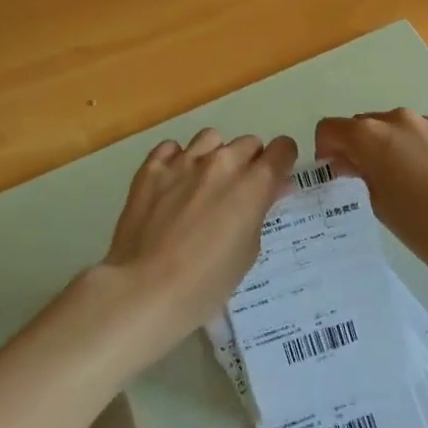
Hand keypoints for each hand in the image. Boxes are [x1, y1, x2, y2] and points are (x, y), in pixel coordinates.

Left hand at [100, 128, 296, 350]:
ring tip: (203, 184)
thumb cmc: (207, 282)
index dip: (282, 162)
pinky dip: (177, 160)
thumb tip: (270, 189)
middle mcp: (222, 162)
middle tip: (237, 193)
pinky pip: (171, 148)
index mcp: (253, 183)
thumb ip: (260, 211)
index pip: (282, 149)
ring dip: (215, 156)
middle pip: (248, 143)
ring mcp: (184, 160)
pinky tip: (172, 183)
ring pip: (211, 138)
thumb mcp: (248, 250)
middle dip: (249, 163)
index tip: (275, 180)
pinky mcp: (151, 167)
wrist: (145, 289)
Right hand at [314, 109, 427, 278]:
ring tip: (417, 186)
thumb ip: (360, 177)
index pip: (330, 128)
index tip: (337, 175)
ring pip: (404, 130)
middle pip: (367, 124)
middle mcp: (401, 120)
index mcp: (372, 137)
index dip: (327, 151)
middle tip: (374, 183)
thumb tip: (350, 163)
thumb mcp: (381, 207)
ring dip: (399, 149)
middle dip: (363, 148)